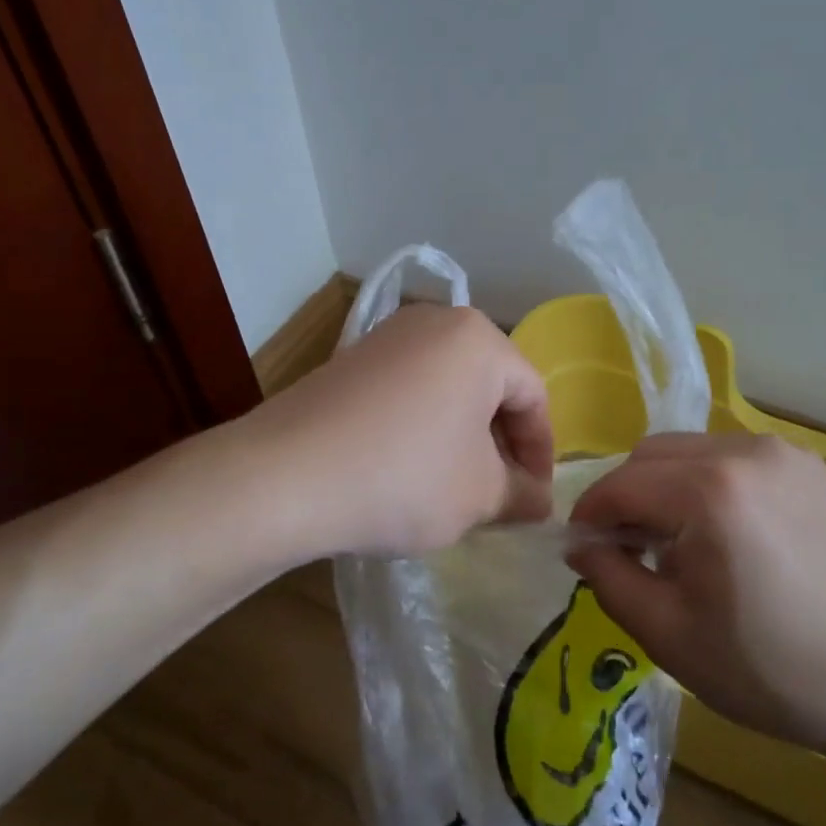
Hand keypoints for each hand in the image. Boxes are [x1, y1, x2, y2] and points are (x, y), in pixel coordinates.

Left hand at [241, 304, 553, 556]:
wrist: (285, 475)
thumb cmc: (405, 477)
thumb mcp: (479, 496)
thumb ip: (522, 496)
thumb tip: (538, 502)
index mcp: (479, 340)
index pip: (533, 396)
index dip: (541, 453)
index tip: (533, 500)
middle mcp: (436, 322)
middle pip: (490, 387)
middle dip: (500, 445)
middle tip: (499, 496)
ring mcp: (387, 337)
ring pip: (449, 389)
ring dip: (462, 437)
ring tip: (455, 488)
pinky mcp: (351, 359)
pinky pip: (409, 390)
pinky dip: (423, 426)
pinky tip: (408, 470)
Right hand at [568, 432, 825, 764]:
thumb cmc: (779, 669)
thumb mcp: (673, 637)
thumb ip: (610, 580)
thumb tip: (582, 544)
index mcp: (706, 492)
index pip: (619, 484)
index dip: (589, 516)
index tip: (582, 551)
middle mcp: (740, 451)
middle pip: (650, 456)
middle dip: (625, 497)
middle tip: (630, 552)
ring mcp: (779, 452)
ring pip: (689, 451)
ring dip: (665, 488)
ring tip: (680, 546)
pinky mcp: (807, 464)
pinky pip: (731, 459)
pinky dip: (706, 485)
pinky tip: (726, 535)